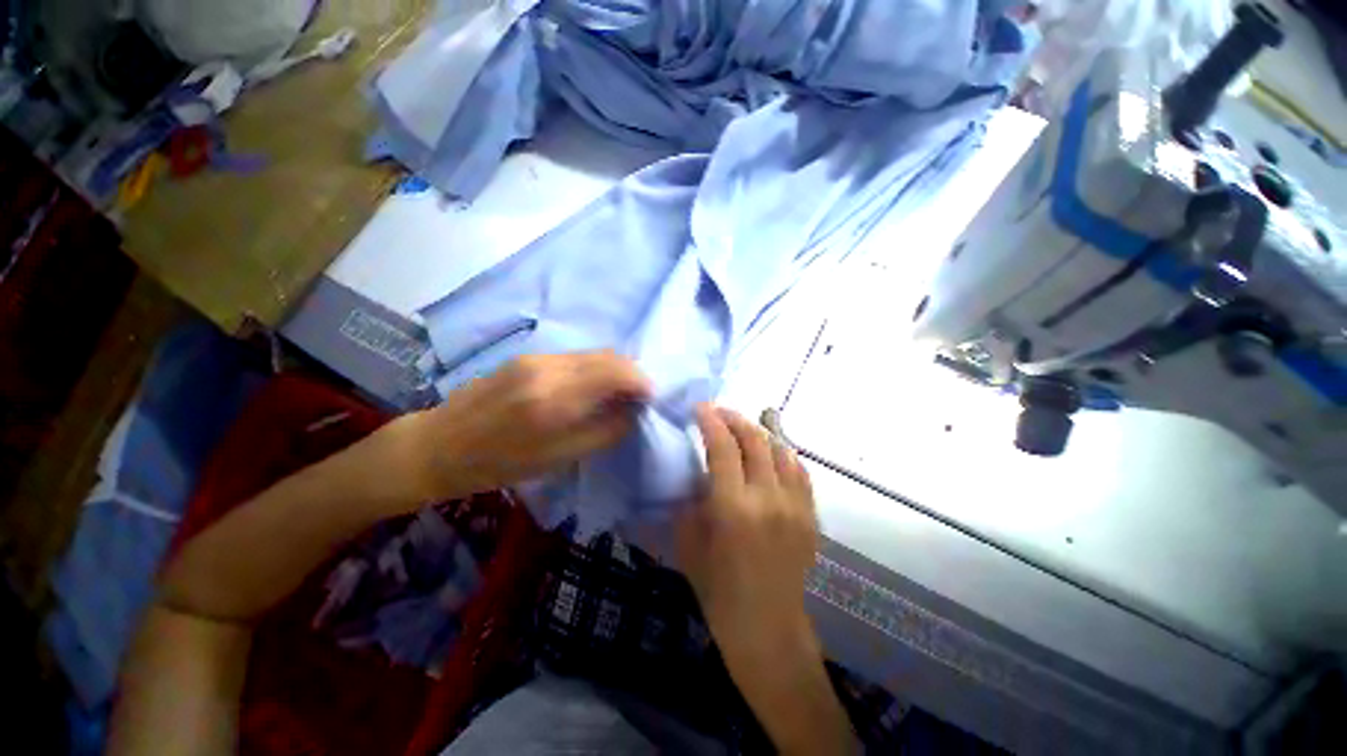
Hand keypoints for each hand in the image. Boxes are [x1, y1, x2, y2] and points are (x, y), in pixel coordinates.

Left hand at [395, 351, 651, 501]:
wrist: (438, 446)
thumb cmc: (498, 464)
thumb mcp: (558, 459)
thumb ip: (604, 431)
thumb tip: (634, 412)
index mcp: (554, 399)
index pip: (615, 372)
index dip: (641, 381)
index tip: (651, 398)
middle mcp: (548, 368)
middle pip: (608, 356)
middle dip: (632, 373)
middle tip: (640, 396)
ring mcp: (535, 358)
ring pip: (592, 354)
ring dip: (614, 370)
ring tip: (619, 394)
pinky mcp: (527, 357)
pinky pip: (575, 358)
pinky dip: (594, 369)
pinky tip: (592, 388)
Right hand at [676, 405, 818, 661]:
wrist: (766, 627)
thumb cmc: (718, 589)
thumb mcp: (688, 541)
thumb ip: (692, 498)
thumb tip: (698, 468)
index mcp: (733, 508)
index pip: (722, 446)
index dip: (710, 420)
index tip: (700, 408)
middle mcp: (768, 499)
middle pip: (755, 440)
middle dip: (734, 418)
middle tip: (719, 412)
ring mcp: (795, 506)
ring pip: (781, 449)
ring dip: (759, 432)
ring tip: (743, 428)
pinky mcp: (810, 515)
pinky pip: (799, 470)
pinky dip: (782, 453)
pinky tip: (770, 452)